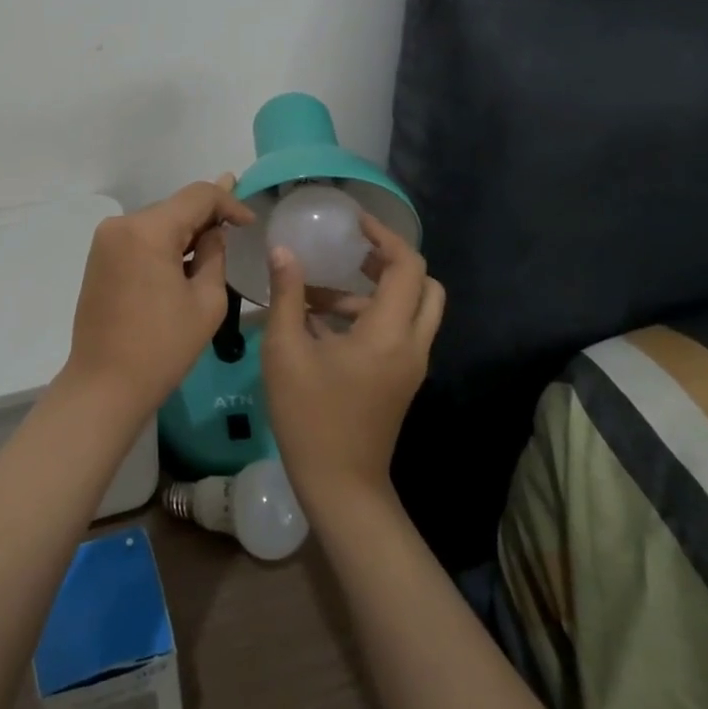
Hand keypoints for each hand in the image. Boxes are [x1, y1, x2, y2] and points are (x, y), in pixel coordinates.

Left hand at [63, 176, 255, 419]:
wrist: (104, 386)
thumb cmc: (162, 347)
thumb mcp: (206, 301)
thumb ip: (215, 255)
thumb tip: (213, 232)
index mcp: (148, 230)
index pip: (197, 196)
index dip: (229, 202)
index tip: (251, 222)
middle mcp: (121, 224)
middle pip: (175, 206)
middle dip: (207, 216)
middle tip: (239, 224)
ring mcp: (105, 240)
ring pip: (157, 221)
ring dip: (185, 230)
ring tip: (217, 237)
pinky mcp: (99, 258)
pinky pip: (140, 238)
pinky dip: (164, 243)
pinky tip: (184, 256)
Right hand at [261, 212, 444, 518]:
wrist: (340, 486)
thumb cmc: (309, 416)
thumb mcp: (285, 350)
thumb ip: (287, 295)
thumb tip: (283, 250)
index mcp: (388, 333)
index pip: (407, 266)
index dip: (384, 236)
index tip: (354, 222)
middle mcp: (411, 344)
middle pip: (424, 285)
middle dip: (390, 261)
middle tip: (352, 252)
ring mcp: (410, 365)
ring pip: (411, 309)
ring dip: (372, 291)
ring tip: (316, 293)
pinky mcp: (401, 380)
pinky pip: (399, 331)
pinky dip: (370, 315)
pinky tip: (320, 324)